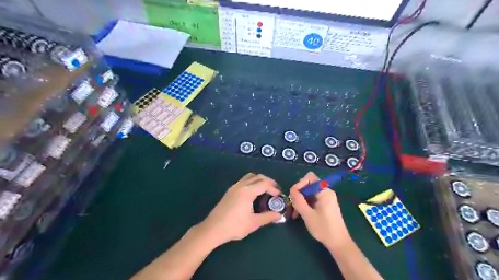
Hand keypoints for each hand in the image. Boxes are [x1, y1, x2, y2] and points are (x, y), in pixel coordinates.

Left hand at [199, 173, 284, 246]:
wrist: (212, 229)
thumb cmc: (234, 226)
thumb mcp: (253, 223)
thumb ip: (268, 217)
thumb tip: (279, 215)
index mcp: (248, 191)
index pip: (264, 184)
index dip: (274, 188)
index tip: (279, 195)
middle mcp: (241, 185)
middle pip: (258, 177)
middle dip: (268, 181)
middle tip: (275, 190)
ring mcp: (234, 187)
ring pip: (249, 177)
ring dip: (259, 180)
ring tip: (265, 189)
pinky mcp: (229, 191)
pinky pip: (243, 180)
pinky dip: (252, 182)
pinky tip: (253, 193)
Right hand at [289, 173, 349, 248]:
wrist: (338, 243)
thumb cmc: (323, 228)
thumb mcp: (307, 214)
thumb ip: (298, 200)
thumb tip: (292, 190)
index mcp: (324, 191)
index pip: (309, 178)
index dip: (299, 184)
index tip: (293, 195)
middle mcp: (326, 191)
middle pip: (309, 185)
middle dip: (299, 193)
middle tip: (293, 205)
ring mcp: (327, 198)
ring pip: (309, 193)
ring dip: (301, 200)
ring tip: (295, 213)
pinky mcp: (326, 204)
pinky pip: (313, 199)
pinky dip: (306, 204)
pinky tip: (300, 214)